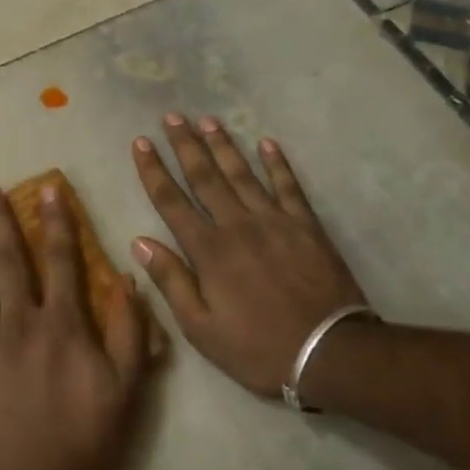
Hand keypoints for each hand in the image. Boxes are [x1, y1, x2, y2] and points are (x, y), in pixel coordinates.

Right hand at [131, 115, 370, 397]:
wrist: (330, 353)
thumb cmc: (257, 347)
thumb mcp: (201, 328)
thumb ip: (171, 281)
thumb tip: (140, 242)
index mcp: (208, 251)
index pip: (171, 201)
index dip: (153, 170)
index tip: (140, 143)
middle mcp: (237, 225)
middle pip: (205, 177)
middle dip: (186, 145)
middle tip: (173, 116)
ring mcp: (274, 221)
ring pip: (243, 174)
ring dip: (224, 145)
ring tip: (208, 120)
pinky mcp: (306, 225)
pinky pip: (288, 186)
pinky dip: (278, 163)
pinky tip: (267, 143)